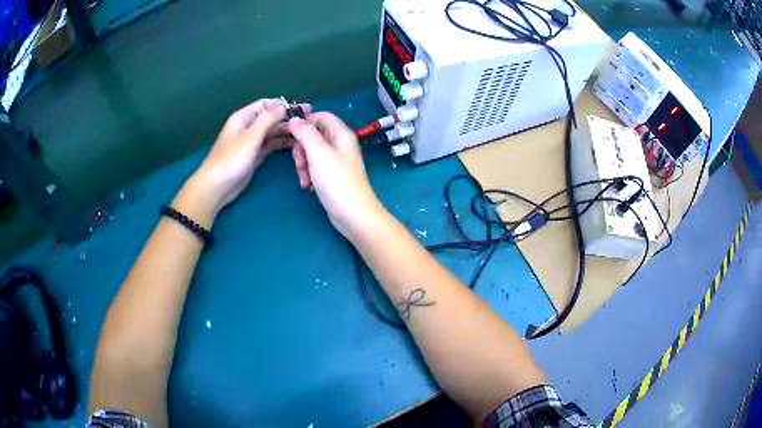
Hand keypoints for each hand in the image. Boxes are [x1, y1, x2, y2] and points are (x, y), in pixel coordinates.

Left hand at [185, 98, 309, 218]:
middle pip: (271, 117)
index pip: (266, 104)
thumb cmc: (231, 159)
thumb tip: (284, 106)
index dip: (284, 104)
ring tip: (305, 133)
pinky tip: (295, 143)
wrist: (218, 186)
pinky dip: (282, 142)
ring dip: (287, 131)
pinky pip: (271, 144)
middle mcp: (248, 126)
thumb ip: (268, 119)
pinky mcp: (255, 154)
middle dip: (288, 118)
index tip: (303, 108)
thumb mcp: (250, 137)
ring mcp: (252, 141)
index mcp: (244, 117)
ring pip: (272, 131)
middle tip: (309, 120)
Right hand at [288, 113, 384, 236]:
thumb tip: (294, 119)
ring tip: (305, 179)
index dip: (304, 122)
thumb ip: (305, 133)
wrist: (352, 214)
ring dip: (302, 164)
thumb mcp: (318, 153)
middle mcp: (339, 144)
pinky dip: (308, 174)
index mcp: (341, 134)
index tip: (289, 133)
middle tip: (300, 163)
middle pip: (313, 135)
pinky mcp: (331, 175)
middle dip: (301, 148)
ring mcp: (335, 160)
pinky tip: (308, 186)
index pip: (321, 116)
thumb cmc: (336, 181)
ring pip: (311, 152)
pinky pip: (314, 167)